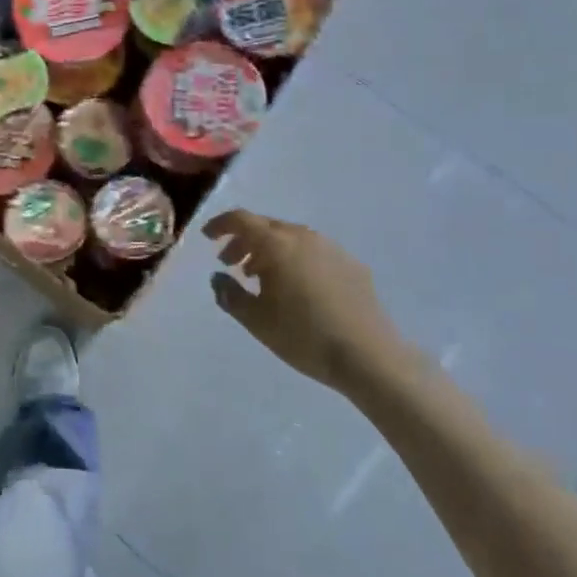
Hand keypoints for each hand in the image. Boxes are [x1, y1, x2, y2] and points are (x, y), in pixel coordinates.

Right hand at [202, 209, 417, 398]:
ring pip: (291, 238)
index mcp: (277, 245)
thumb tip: (218, 277)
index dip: (221, 225)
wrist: (368, 356)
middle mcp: (304, 237)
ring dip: (270, 250)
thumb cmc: (303, 336)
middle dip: (244, 240)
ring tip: (260, 277)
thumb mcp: (256, 320)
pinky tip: (297, 288)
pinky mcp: (352, 264)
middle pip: (266, 226)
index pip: (241, 220)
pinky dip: (295, 260)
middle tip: (230, 263)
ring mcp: (332, 248)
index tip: (208, 237)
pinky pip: (314, 252)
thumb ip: (229, 294)